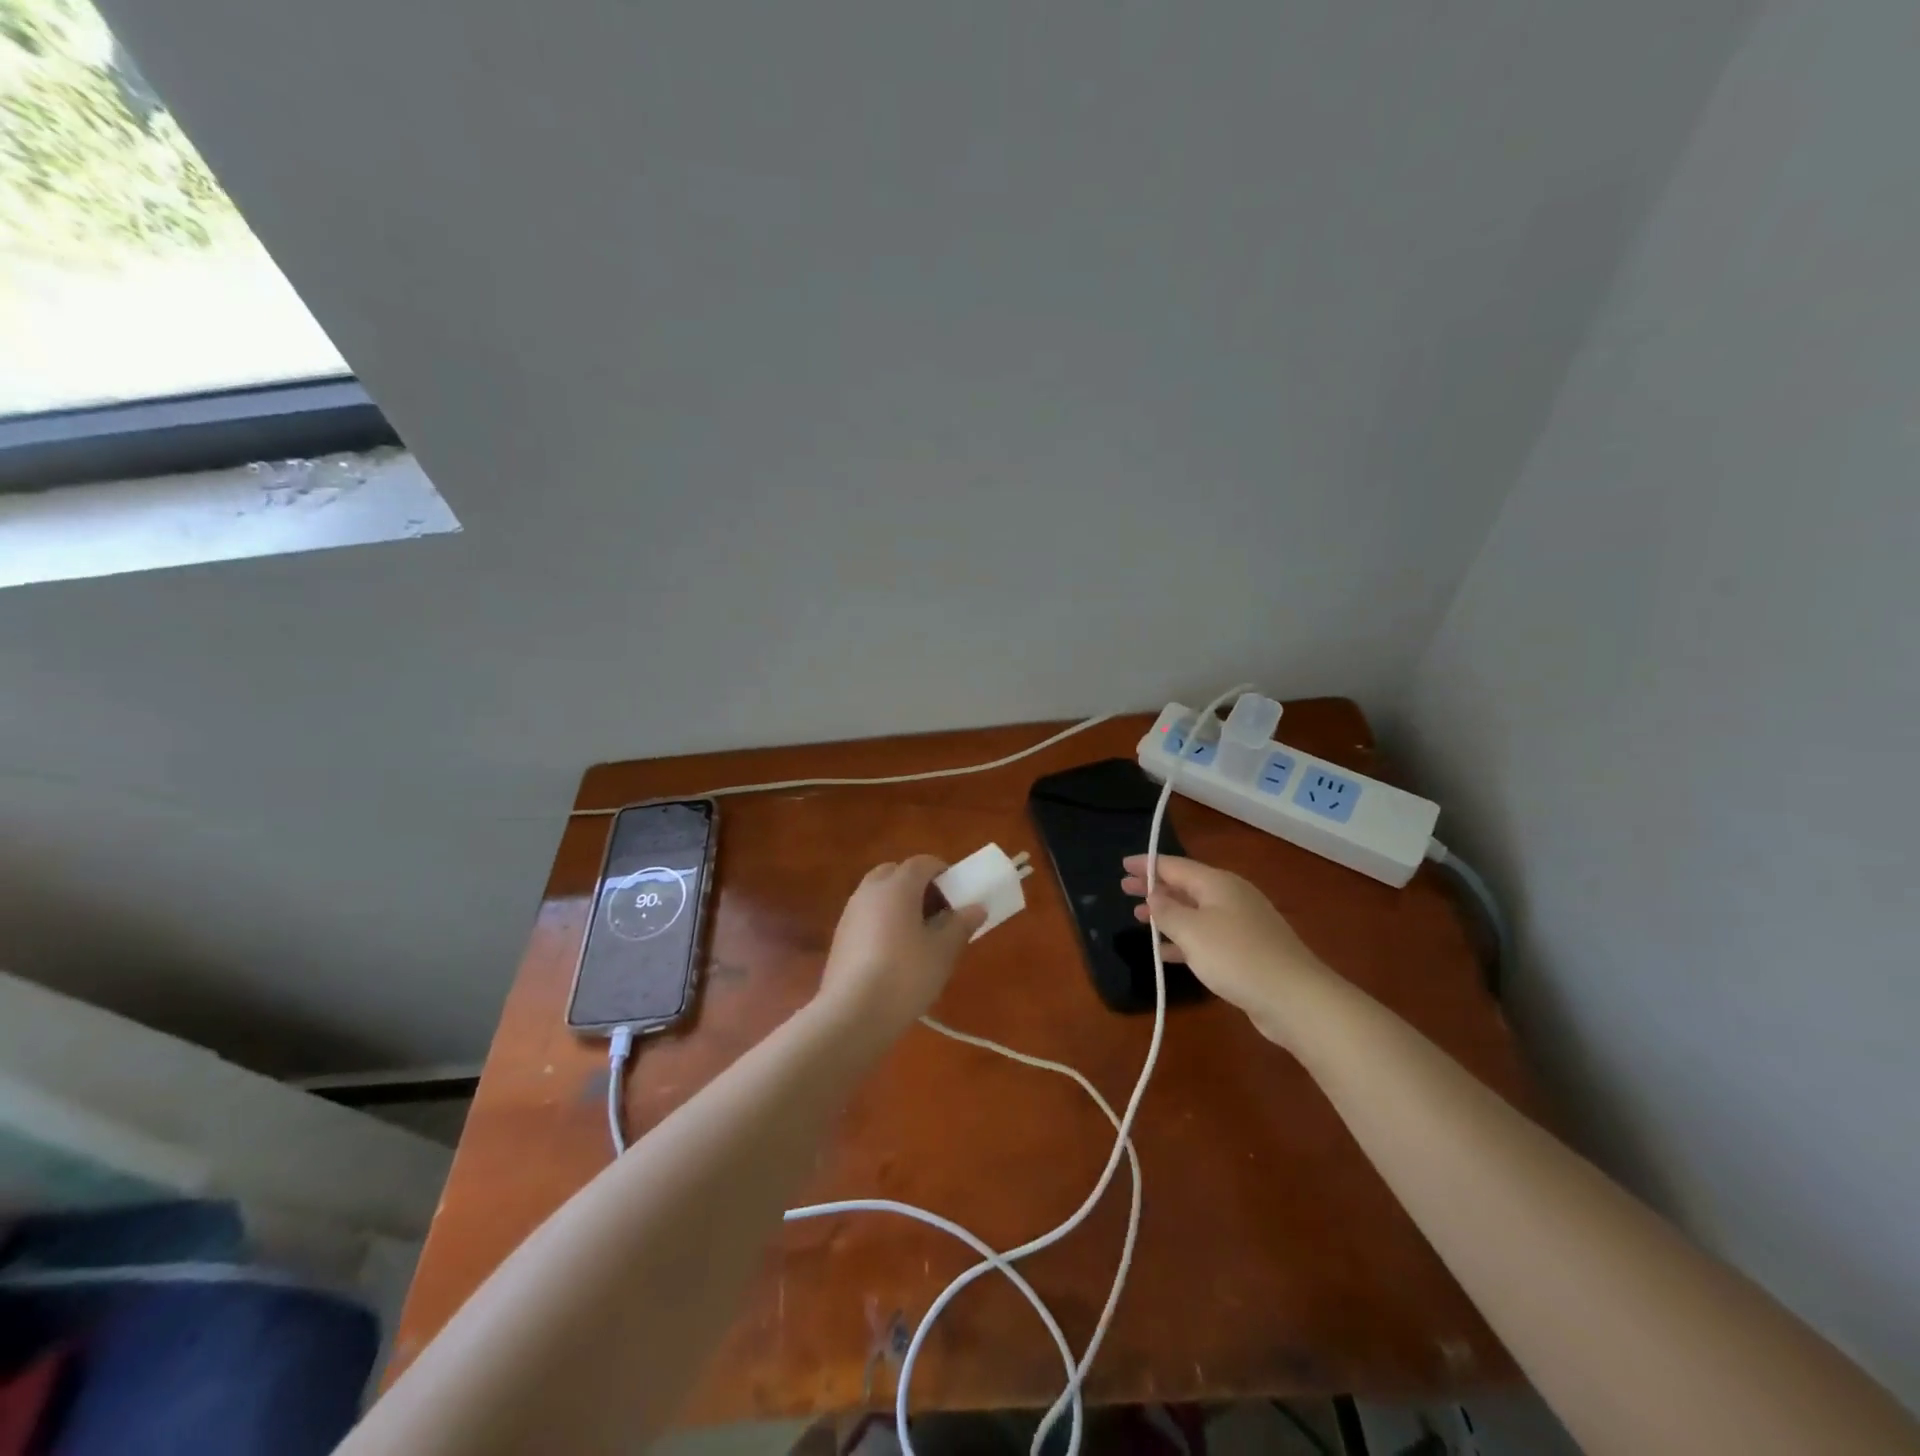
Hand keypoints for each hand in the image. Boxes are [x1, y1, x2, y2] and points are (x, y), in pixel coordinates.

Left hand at [815, 856, 985, 1042]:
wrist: (853, 1014)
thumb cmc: (906, 975)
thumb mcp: (943, 952)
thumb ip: (961, 924)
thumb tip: (976, 908)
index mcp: (897, 886)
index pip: (923, 863)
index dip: (943, 872)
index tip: (958, 893)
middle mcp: (870, 891)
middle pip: (895, 873)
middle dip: (917, 884)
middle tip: (936, 911)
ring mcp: (850, 913)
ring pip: (878, 894)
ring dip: (898, 903)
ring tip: (917, 935)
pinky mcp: (840, 937)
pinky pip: (866, 916)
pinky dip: (882, 921)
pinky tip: (894, 954)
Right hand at [1121, 854, 1333, 1046]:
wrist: (1295, 998)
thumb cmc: (1237, 956)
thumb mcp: (1192, 931)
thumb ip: (1167, 912)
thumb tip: (1154, 896)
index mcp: (1218, 884)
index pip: (1175, 866)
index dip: (1148, 865)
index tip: (1123, 866)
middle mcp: (1231, 897)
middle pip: (1186, 886)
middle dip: (1156, 888)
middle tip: (1125, 889)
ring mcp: (1242, 924)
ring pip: (1195, 912)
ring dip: (1168, 914)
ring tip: (1140, 918)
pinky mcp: (1248, 951)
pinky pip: (1206, 935)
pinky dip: (1184, 938)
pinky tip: (1166, 952)